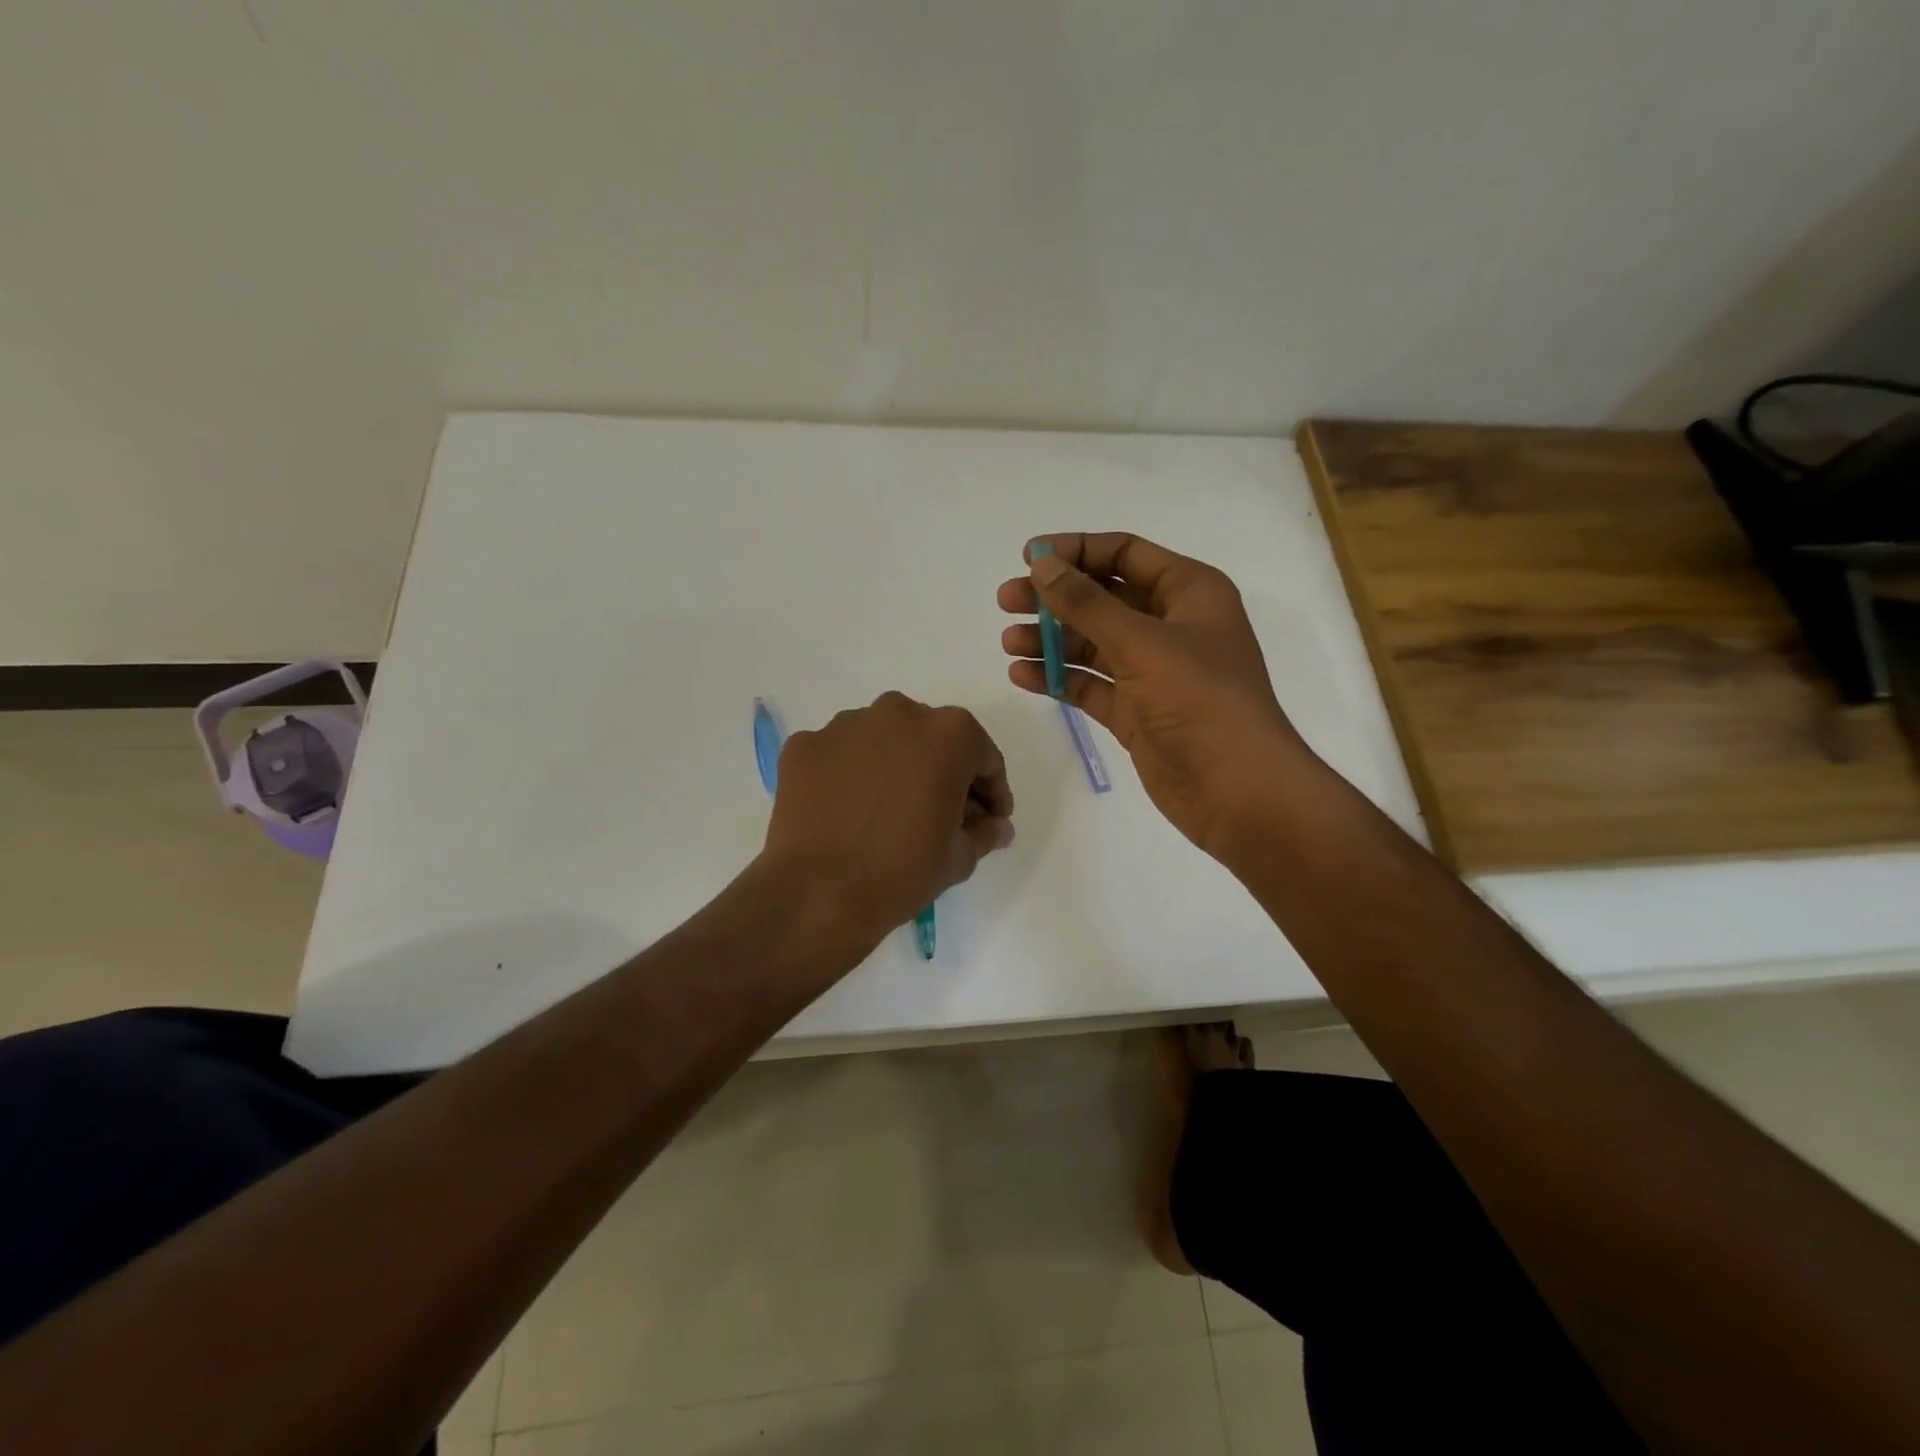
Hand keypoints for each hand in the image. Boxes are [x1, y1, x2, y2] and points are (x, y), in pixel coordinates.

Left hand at [762, 692, 1015, 944]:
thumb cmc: (902, 872)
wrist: (818, 894)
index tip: (987, 819)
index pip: (982, 756)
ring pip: (881, 740)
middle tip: (939, 813)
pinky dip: (846, 775)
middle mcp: (898, 713)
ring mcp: (845, 725)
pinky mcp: (804, 744)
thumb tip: (995, 826)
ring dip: (891, 766)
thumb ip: (983, 832)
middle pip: (930, 739)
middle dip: (940, 771)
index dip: (990, 791)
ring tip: (886, 811)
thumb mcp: (959, 858)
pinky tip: (846, 811)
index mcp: (948, 734)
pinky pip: (837, 755)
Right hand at [998, 532, 1309, 856]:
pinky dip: (1058, 677)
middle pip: (1103, 598)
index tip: (1028, 557)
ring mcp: (1153, 672)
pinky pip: (1090, 684)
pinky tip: (1022, 675)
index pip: (1125, 554)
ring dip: (1052, 640)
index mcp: (1189, 593)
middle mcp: (1171, 626)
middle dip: (1055, 598)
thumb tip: (1043, 565)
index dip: (1076, 551)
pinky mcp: (1136, 712)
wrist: (1237, 791)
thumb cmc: (1200, 701)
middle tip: (1006, 601)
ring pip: (1093, 643)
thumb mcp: (1141, 643)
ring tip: (1010, 643)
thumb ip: (1087, 604)